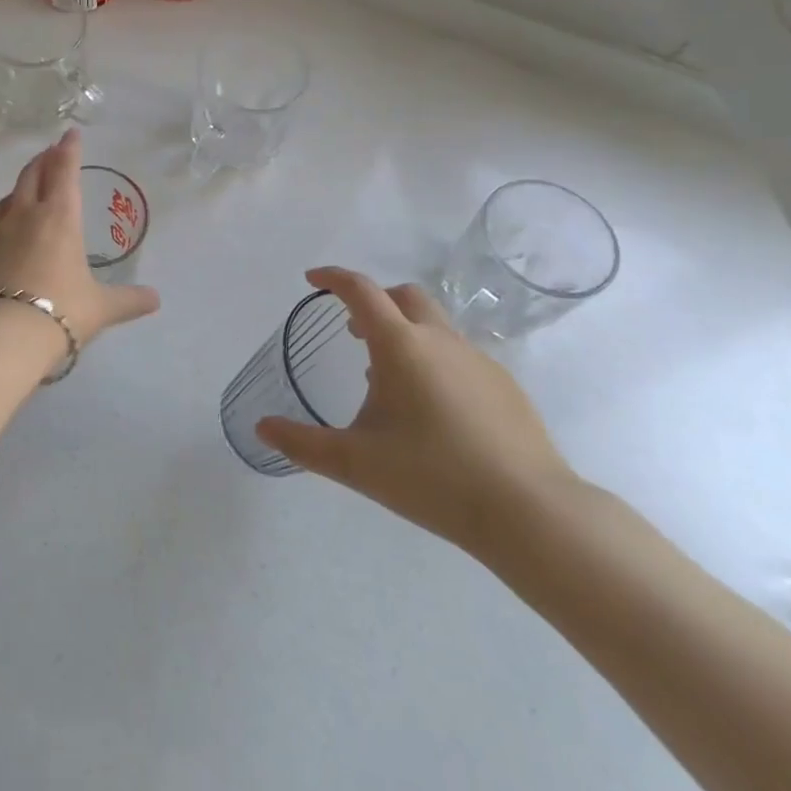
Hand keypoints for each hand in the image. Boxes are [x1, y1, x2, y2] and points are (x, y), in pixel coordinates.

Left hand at [0, 129, 160, 345]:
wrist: (1, 337)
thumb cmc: (61, 312)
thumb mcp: (101, 308)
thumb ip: (128, 300)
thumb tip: (156, 300)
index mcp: (59, 218)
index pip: (64, 171)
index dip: (69, 150)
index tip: (70, 134)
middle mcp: (23, 217)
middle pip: (30, 177)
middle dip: (41, 161)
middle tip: (47, 153)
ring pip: (3, 203)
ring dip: (15, 194)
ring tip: (22, 196)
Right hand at [256, 266, 579, 560]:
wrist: (529, 512)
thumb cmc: (431, 477)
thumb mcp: (354, 462)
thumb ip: (302, 443)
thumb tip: (261, 428)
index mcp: (400, 346)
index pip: (361, 290)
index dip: (333, 278)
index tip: (312, 279)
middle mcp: (440, 340)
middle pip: (404, 296)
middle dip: (375, 301)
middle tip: (354, 330)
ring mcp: (479, 360)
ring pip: (435, 326)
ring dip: (405, 334)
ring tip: (389, 379)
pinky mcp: (506, 386)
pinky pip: (460, 356)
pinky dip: (435, 361)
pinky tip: (434, 410)